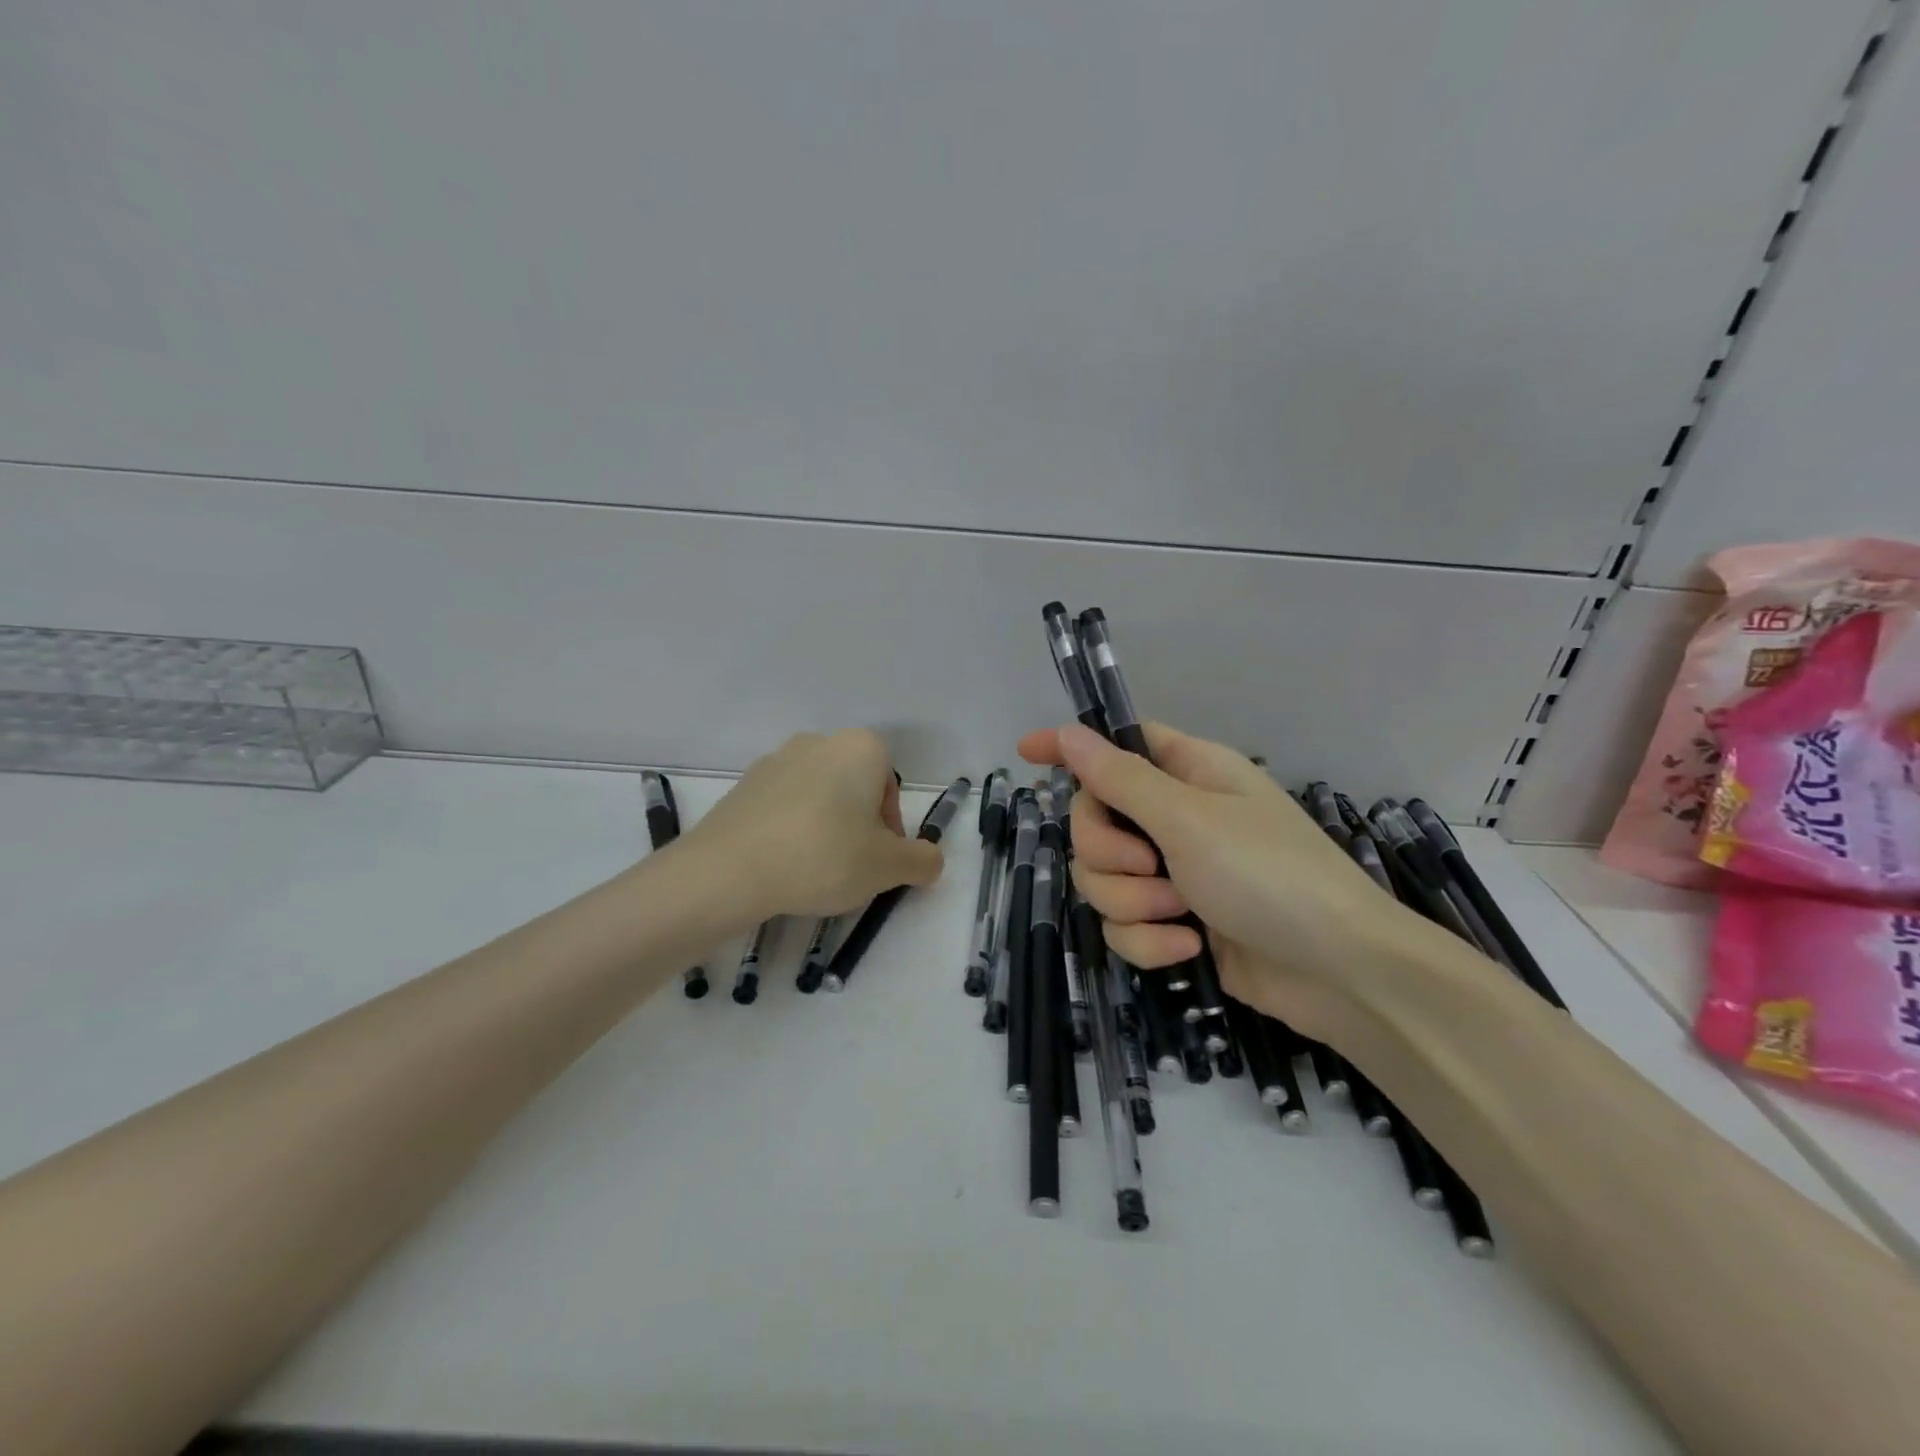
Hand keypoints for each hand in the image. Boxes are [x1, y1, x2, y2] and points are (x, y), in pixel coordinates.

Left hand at [683, 730, 944, 922]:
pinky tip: (782, 866)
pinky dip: (790, 830)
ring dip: (825, 827)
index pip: (891, 785)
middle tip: (852, 867)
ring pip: (818, 796)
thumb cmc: (824, 856)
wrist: (729, 870)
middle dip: (859, 825)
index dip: (891, 827)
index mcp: (860, 748)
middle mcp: (818, 742)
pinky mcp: (743, 786)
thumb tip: (929, 860)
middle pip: (854, 788)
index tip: (880, 859)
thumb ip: (922, 861)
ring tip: (814, 871)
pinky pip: (782, 807)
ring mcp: (775, 760)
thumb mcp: (888, 867)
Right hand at [1018, 721, 1426, 1041]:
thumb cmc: (1271, 874)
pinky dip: (1148, 940)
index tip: (1024, 752)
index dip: (1071, 746)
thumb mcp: (1189, 819)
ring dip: (1132, 901)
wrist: (1341, 974)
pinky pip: (1125, 923)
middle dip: (1108, 852)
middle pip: (1094, 820)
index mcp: (1188, 773)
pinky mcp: (1174, 923)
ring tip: (1179, 915)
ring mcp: (1174, 872)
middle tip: (1148, 867)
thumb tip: (1069, 734)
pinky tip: (1187, 949)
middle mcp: (1175, 817)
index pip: (1116, 744)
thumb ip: (1120, 779)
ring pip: (1102, 877)